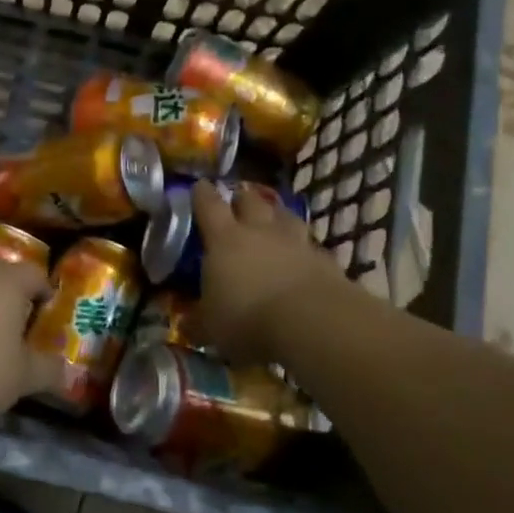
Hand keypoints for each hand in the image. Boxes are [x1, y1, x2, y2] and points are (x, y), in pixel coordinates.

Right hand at [190, 179, 342, 365]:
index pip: (209, 206)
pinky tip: (304, 259)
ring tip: (274, 220)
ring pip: (286, 217)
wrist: (312, 321)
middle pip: (251, 201)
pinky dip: (305, 250)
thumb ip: (200, 322)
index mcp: (224, 240)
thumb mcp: (212, 328)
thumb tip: (188, 325)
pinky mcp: (326, 260)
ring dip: (277, 216)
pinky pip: (312, 247)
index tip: (200, 185)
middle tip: (238, 201)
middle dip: (242, 199)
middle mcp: (260, 231)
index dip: (203, 194)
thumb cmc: (248, 318)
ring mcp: (296, 242)